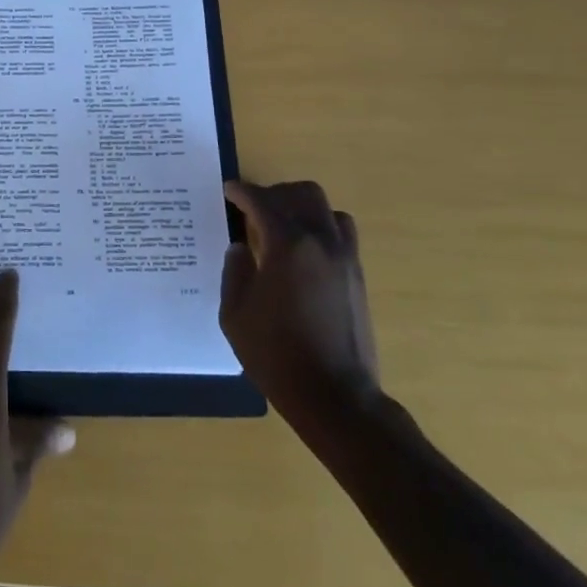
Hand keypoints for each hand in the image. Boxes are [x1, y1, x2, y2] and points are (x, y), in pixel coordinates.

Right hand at [221, 179, 382, 440]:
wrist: (335, 396)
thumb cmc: (276, 355)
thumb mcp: (235, 314)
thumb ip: (235, 272)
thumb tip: (240, 248)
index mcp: (287, 245)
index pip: (262, 201)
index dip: (242, 192)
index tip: (228, 191)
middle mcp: (321, 241)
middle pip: (302, 194)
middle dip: (275, 193)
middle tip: (253, 208)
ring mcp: (345, 257)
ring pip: (327, 209)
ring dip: (302, 208)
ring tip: (281, 226)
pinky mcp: (358, 275)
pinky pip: (342, 233)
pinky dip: (322, 228)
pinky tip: (303, 251)